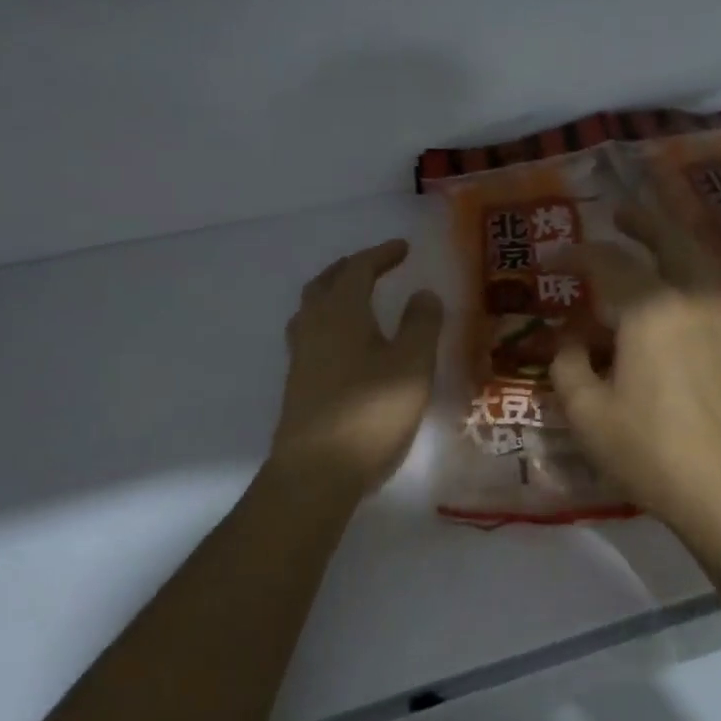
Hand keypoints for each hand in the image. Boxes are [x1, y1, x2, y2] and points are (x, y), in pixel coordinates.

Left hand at [271, 239, 444, 496]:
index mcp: (341, 312)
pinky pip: (310, 331)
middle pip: (327, 281)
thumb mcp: (412, 365)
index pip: (359, 268)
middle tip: (377, 264)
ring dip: (335, 291)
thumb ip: (421, 324)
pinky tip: (344, 341)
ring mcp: (301, 354)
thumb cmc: (370, 413)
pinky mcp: (298, 381)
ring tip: (358, 295)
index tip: (404, 248)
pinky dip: (329, 318)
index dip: (381, 254)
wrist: (316, 472)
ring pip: (313, 306)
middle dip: (353, 267)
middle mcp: (314, 325)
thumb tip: (423, 293)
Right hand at [549, 199, 720, 539]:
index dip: (574, 256)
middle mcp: (689, 299)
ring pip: (697, 259)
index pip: (607, 263)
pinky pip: (708, 285)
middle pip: (668, 240)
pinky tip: (675, 285)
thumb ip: (569, 366)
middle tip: (618, 212)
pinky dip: (689, 269)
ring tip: (650, 236)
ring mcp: (719, 318)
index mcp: (649, 309)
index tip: (550, 260)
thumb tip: (570, 341)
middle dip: (641, 222)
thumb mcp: (587, 413)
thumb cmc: (651, 450)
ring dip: (671, 240)